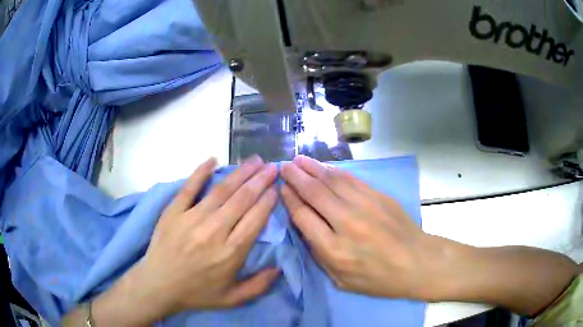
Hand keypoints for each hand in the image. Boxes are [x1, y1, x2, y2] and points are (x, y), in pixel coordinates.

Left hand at [125, 156, 279, 316]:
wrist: (158, 285)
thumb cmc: (196, 293)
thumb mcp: (232, 299)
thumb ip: (259, 285)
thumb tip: (279, 268)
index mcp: (230, 253)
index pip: (255, 219)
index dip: (267, 201)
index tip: (276, 188)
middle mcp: (214, 231)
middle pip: (242, 200)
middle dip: (260, 180)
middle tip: (272, 166)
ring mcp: (191, 218)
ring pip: (221, 190)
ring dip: (240, 173)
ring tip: (254, 160)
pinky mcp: (174, 211)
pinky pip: (189, 187)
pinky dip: (200, 172)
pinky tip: (213, 159)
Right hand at [281, 155, 439, 298]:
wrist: (417, 262)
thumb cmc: (378, 279)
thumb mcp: (341, 280)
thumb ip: (319, 255)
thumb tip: (304, 226)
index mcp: (334, 250)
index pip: (303, 217)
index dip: (290, 200)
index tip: (282, 189)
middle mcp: (347, 223)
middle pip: (314, 193)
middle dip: (296, 177)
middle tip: (283, 167)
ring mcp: (365, 206)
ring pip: (331, 181)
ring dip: (312, 168)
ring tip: (298, 160)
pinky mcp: (378, 196)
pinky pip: (351, 179)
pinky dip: (334, 171)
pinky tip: (324, 166)